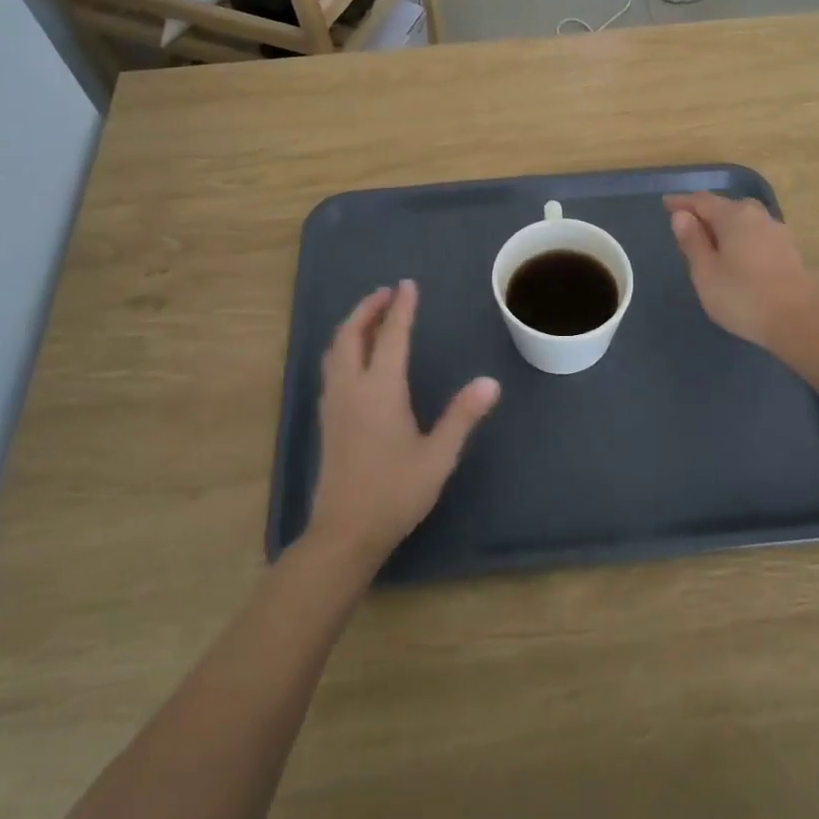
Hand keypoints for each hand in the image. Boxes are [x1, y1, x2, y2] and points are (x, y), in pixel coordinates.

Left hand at [305, 281, 500, 575]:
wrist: (345, 532)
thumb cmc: (395, 492)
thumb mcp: (438, 456)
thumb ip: (462, 416)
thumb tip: (491, 382)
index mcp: (380, 390)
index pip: (391, 337)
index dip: (401, 309)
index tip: (408, 285)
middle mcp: (351, 388)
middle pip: (352, 334)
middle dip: (368, 309)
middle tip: (388, 294)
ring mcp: (334, 404)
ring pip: (336, 350)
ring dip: (353, 326)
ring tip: (372, 317)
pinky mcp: (327, 420)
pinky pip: (331, 367)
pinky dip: (344, 347)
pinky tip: (356, 358)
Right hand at [664, 193, 818, 354]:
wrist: (802, 321)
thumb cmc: (745, 297)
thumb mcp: (706, 273)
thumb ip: (692, 242)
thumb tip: (681, 215)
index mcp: (733, 216)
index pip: (702, 200)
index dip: (682, 202)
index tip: (666, 203)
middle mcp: (757, 216)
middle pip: (725, 206)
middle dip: (704, 212)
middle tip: (686, 226)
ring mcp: (777, 232)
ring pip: (743, 220)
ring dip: (724, 225)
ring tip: (710, 241)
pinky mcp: (789, 250)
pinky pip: (756, 234)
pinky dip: (740, 237)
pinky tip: (736, 255)